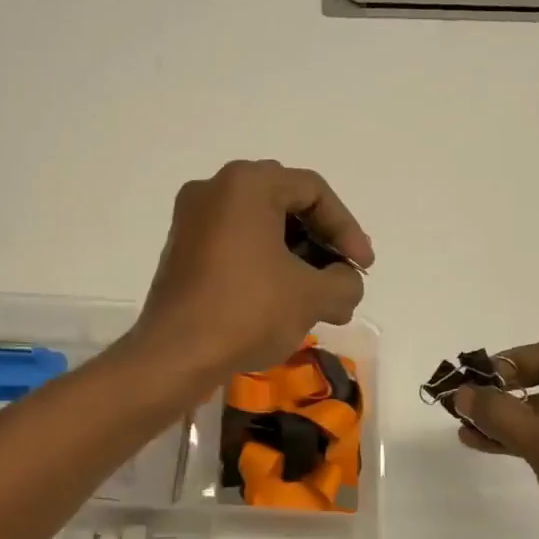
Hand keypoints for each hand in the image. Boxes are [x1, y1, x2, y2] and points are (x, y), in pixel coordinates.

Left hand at [133, 160, 372, 379]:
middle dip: (322, 245)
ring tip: (321, 301)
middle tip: (344, 278)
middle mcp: (214, 190)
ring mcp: (191, 221)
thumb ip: (345, 282)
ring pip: (260, 229)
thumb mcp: (311, 296)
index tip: (363, 268)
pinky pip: (235, 246)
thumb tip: (346, 283)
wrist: (175, 355)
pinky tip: (284, 302)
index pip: (313, 192)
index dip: (347, 229)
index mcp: (246, 184)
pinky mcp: (181, 252)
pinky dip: (265, 267)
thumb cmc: (247, 311)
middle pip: (285, 206)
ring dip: (296, 261)